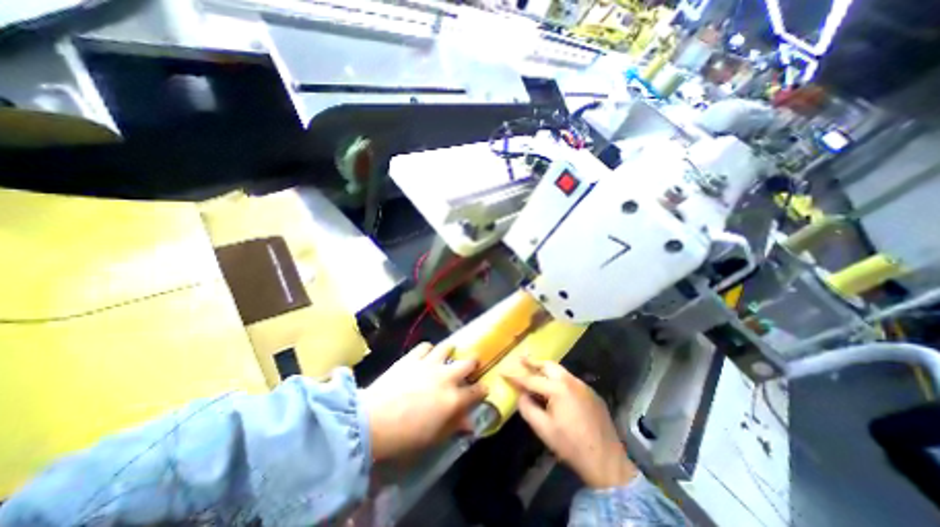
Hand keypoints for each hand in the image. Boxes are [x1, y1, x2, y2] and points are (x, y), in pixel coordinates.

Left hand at [362, 342, 488, 460]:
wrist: (372, 421)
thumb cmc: (404, 437)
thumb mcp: (433, 438)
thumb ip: (453, 426)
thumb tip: (470, 423)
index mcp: (453, 399)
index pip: (475, 392)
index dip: (482, 389)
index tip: (484, 388)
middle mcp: (445, 377)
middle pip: (467, 363)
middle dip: (473, 362)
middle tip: (472, 363)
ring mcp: (429, 364)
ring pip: (446, 348)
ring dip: (450, 350)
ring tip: (450, 352)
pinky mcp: (412, 358)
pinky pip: (425, 346)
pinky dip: (428, 349)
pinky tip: (427, 353)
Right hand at [502, 356, 633, 488]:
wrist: (607, 461)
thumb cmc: (571, 446)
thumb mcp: (544, 429)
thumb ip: (527, 408)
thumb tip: (520, 394)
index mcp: (557, 389)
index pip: (531, 379)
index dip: (515, 376)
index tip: (502, 371)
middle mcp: (571, 381)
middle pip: (547, 365)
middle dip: (533, 362)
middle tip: (520, 359)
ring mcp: (583, 385)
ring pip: (560, 370)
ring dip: (545, 369)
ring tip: (534, 369)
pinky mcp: (591, 392)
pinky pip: (570, 379)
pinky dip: (558, 378)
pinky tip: (554, 387)